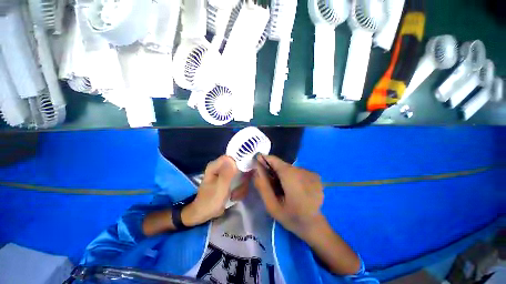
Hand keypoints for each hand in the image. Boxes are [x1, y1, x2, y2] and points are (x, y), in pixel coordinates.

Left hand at [182, 155, 245, 225]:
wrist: (204, 214)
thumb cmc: (210, 200)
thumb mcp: (220, 187)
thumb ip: (227, 173)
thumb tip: (234, 160)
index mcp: (216, 166)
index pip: (232, 157)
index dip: (241, 162)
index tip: (247, 172)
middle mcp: (221, 167)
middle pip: (239, 166)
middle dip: (242, 179)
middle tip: (240, 189)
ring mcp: (226, 174)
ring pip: (241, 175)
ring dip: (241, 186)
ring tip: (235, 195)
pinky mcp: (229, 180)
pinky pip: (239, 181)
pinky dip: (239, 189)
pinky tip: (235, 196)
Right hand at [254, 155, 323, 238]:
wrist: (315, 226)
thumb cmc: (292, 218)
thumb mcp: (272, 206)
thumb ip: (262, 186)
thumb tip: (256, 169)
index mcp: (291, 177)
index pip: (274, 160)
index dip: (264, 160)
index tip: (257, 165)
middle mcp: (302, 170)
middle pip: (281, 164)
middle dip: (272, 170)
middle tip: (269, 183)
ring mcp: (310, 172)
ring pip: (288, 168)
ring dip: (281, 174)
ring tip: (281, 188)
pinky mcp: (314, 175)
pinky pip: (296, 171)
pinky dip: (290, 176)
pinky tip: (292, 188)